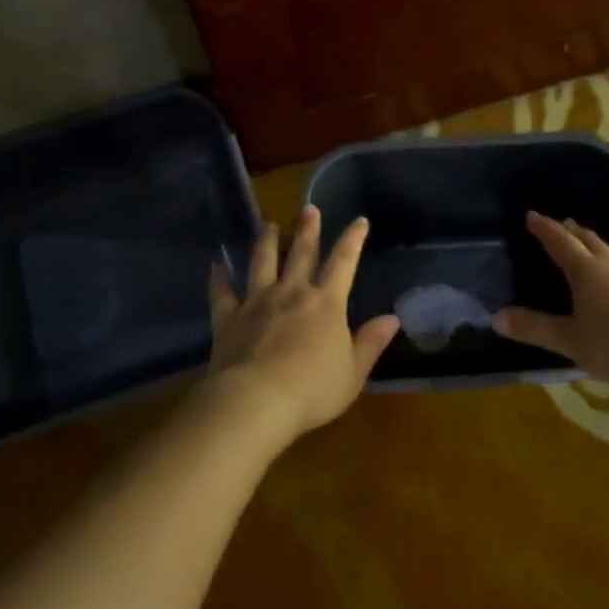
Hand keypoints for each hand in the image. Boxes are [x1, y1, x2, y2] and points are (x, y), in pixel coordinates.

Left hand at [204, 205, 401, 445]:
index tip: (359, 220)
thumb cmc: (312, 390)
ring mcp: (257, 302)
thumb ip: (371, 343)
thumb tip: (393, 318)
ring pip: (261, 262)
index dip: (352, 240)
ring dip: (266, 242)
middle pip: (301, 254)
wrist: (256, 401)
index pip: (343, 263)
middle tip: (308, 208)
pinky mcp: (228, 318)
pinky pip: (221, 292)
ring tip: (268, 225)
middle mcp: (292, 292)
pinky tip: (215, 265)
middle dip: (307, 230)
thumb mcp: (353, 372)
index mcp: (326, 303)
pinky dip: (218, 277)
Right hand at [492, 212, 608, 385]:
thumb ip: (534, 328)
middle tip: (562, 224)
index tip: (532, 215)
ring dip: (598, 243)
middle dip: (572, 231)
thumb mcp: (569, 340)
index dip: (545, 229)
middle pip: (588, 240)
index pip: (560, 242)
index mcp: (585, 271)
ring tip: (594, 243)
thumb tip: (496, 317)